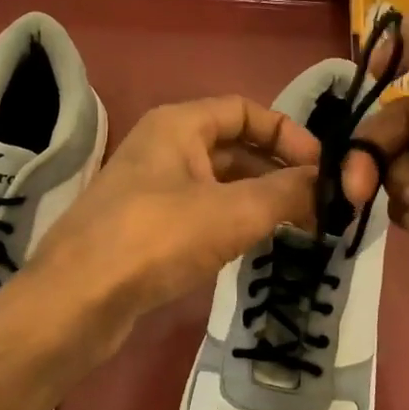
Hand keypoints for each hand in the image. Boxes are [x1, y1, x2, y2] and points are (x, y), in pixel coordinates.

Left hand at [0, 96, 319, 362]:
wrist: (78, 300)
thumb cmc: (157, 239)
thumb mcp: (234, 212)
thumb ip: (287, 193)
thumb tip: (330, 184)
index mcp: (178, 124)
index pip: (245, 110)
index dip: (288, 133)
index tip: (322, 168)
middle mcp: (162, 147)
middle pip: (232, 146)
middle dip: (276, 170)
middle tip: (317, 204)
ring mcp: (149, 189)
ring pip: (216, 183)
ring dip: (256, 199)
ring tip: (296, 226)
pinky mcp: (143, 228)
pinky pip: (198, 212)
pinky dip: (229, 222)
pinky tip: (251, 247)